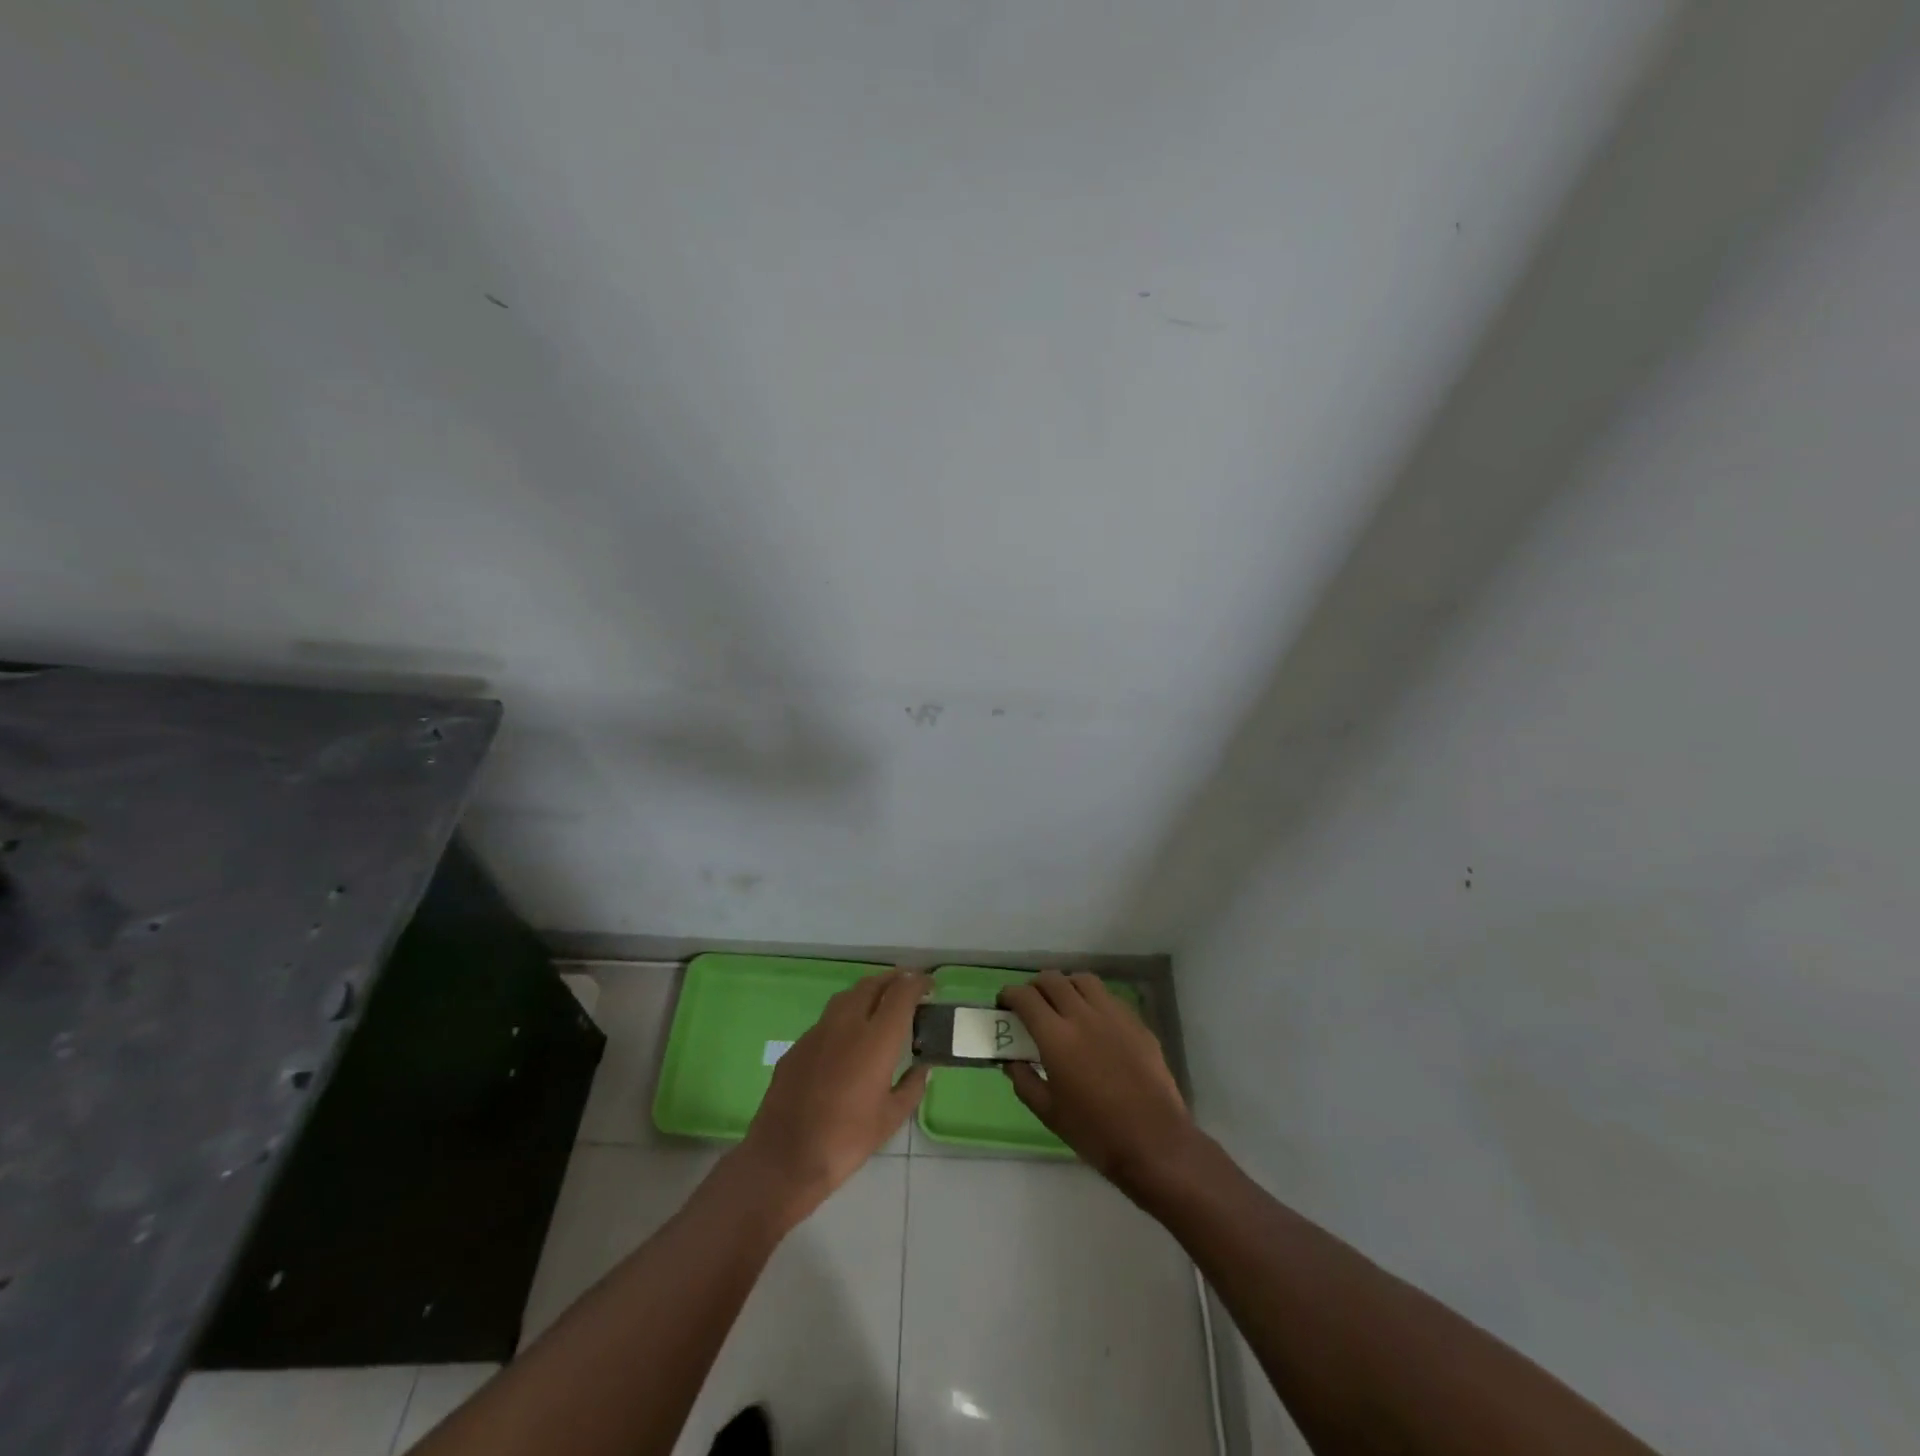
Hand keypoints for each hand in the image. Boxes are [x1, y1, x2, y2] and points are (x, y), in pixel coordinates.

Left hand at [735, 968, 930, 1227]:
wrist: (784, 1158)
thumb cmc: (845, 1140)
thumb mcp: (890, 1119)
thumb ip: (912, 1088)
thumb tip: (922, 1069)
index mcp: (876, 1039)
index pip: (901, 993)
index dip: (917, 983)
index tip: (928, 985)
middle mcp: (847, 1024)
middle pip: (872, 985)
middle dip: (893, 980)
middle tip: (907, 987)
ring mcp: (818, 1031)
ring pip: (847, 996)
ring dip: (868, 992)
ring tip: (880, 1003)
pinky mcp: (798, 1045)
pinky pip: (827, 1020)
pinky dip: (845, 1016)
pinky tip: (847, 1038)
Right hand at [999, 970, 1196, 1195]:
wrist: (1154, 1142)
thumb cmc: (1095, 1132)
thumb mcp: (1049, 1114)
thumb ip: (1024, 1082)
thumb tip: (1012, 1062)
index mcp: (1056, 1037)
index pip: (1025, 997)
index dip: (1009, 995)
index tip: (1004, 1005)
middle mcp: (1083, 1015)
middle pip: (1053, 980)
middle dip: (1035, 987)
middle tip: (1031, 1005)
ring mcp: (1114, 1015)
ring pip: (1083, 980)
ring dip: (1066, 986)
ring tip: (1063, 1005)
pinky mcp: (1137, 1022)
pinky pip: (1109, 997)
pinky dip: (1093, 1000)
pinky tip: (1095, 1022)